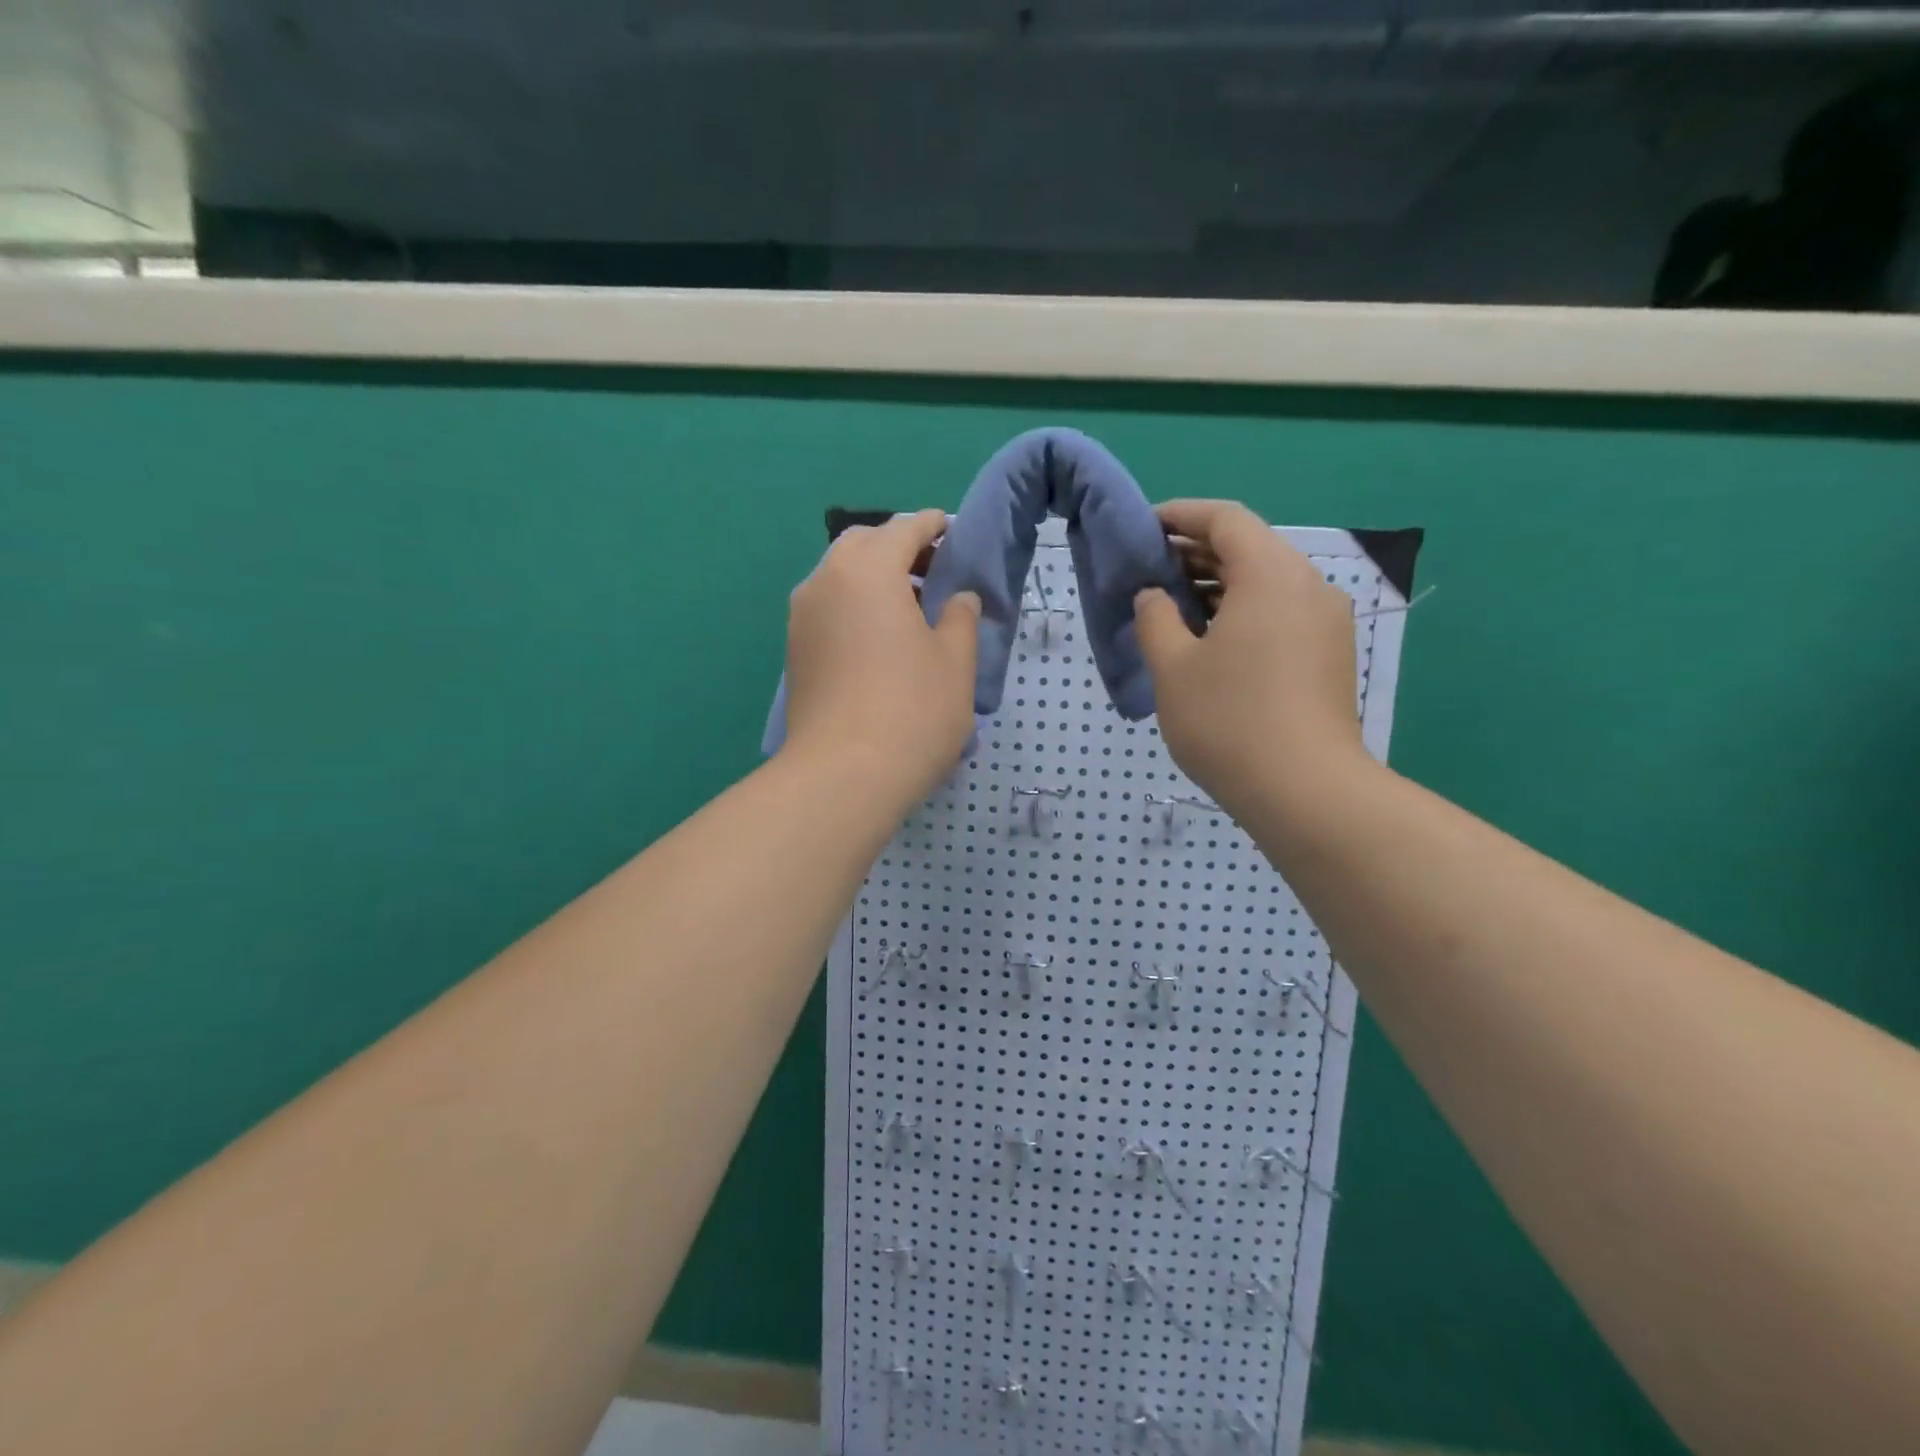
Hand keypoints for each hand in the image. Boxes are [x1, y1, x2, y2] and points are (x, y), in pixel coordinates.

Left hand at [783, 509, 980, 806]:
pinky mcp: (795, 651)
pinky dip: (856, 606)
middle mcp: (825, 581)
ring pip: (840, 577)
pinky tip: (881, 639)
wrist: (842, 776)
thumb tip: (957, 598)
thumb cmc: (912, 710)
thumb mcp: (955, 661)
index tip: (953, 533)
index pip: (904, 529)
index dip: (933, 526)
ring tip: (912, 610)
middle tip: (934, 574)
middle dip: (899, 549)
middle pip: (863, 546)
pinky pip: (829, 608)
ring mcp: (802, 618)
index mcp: (867, 570)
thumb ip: (960, 617)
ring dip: (875, 579)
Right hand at [1134, 500, 1366, 812]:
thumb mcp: (1173, 667)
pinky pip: (1281, 613)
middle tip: (1149, 570)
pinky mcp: (1330, 655)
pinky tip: (1211, 640)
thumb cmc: (1229, 721)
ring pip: (1266, 583)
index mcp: (1270, 574)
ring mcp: (1326, 622)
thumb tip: (1155, 595)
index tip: (1144, 528)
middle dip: (1196, 552)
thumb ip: (1155, 618)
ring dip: (1219, 585)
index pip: (1224, 519)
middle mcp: (1308, 586)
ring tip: (1173, 606)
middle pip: (1249, 548)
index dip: (1181, 515)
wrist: (1306, 791)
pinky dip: (1243, 611)